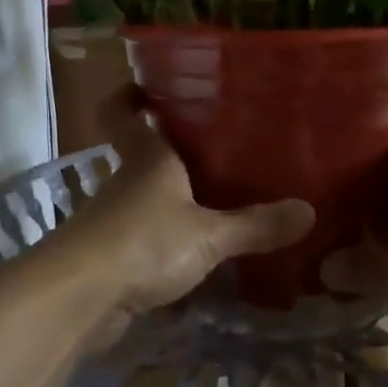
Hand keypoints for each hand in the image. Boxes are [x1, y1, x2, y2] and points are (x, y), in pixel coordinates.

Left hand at [50, 87, 314, 341]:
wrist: (78, 300)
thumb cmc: (143, 242)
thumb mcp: (208, 235)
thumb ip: (255, 225)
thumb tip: (309, 212)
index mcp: (146, 158)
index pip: (122, 110)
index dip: (131, 95)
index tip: (151, 86)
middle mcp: (125, 181)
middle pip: (140, 153)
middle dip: (170, 150)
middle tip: (216, 147)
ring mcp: (112, 220)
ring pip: (142, 197)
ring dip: (169, 199)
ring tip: (215, 201)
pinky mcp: (108, 258)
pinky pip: (142, 238)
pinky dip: (163, 241)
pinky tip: (194, 254)